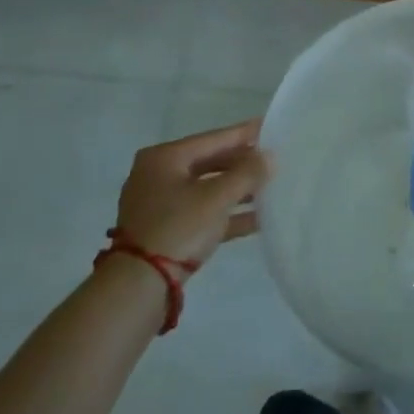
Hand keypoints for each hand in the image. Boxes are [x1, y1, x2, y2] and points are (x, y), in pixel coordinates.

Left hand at [115, 121, 269, 265]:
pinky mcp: (166, 231)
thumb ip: (247, 174)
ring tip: (272, 188)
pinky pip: (203, 213)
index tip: (270, 126)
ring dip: (238, 191)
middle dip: (243, 165)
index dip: (244, 134)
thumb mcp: (217, 198)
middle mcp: (158, 175)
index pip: (213, 139)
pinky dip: (227, 214)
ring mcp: (160, 205)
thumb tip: (270, 156)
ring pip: (207, 189)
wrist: (139, 286)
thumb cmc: (178, 227)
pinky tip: (258, 219)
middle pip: (210, 163)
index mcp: (164, 158)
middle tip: (274, 160)